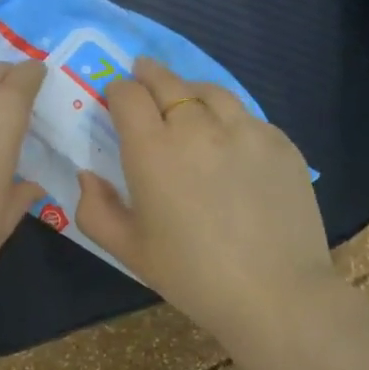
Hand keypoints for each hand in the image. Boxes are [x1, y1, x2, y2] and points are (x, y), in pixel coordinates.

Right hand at [76, 57, 336, 354]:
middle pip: (167, 81)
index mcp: (152, 150)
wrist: (275, 294)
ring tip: (185, 100)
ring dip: (189, 90)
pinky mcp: (279, 142)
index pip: (127, 95)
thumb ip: (95, 209)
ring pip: (209, 91)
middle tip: (142, 76)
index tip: (116, 99)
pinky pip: (245, 116)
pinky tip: (228, 140)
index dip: (118, 91)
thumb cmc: (191, 275)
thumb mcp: (128, 250)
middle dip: (148, 75)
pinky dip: (228, 118)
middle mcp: (197, 127)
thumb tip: (88, 176)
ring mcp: (244, 130)